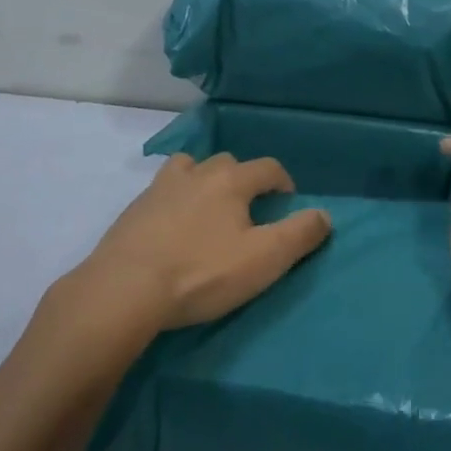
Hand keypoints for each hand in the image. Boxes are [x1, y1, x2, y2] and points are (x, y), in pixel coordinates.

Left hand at [70, 154, 331, 334]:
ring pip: (190, 167)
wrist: (126, 287)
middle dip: (243, 179)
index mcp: (231, 181)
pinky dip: (175, 197)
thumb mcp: (262, 260)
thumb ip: (298, 235)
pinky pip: (162, 189)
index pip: (267, 167)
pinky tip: (172, 224)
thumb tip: (324, 215)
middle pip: (228, 162)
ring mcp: (161, 187)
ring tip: (208, 208)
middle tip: (248, 210)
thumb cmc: (201, 272)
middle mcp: (197, 172)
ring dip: (204, 179)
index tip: (288, 202)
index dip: (283, 181)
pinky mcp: (135, 207)